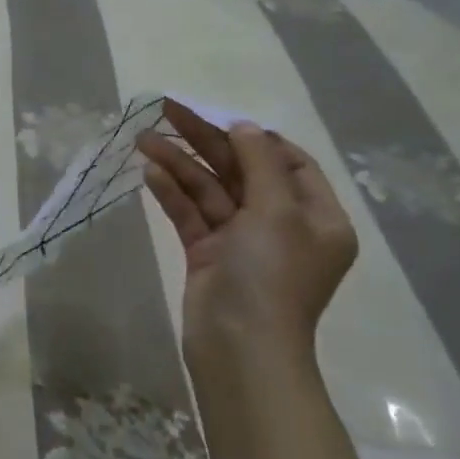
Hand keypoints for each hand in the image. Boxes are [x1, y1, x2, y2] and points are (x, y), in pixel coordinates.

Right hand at [136, 99, 357, 372]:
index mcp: (316, 218)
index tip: (218, 117)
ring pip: (209, 190)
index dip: (254, 137)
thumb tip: (243, 126)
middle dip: (205, 141)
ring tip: (143, 138)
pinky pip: (191, 214)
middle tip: (167, 111)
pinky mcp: (208, 254)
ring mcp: (242, 241)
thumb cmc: (271, 275)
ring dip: (179, 163)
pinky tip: (148, 172)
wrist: (240, 347)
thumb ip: (259, 163)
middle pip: (241, 171)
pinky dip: (172, 192)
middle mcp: (282, 226)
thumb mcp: (276, 212)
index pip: (289, 163)